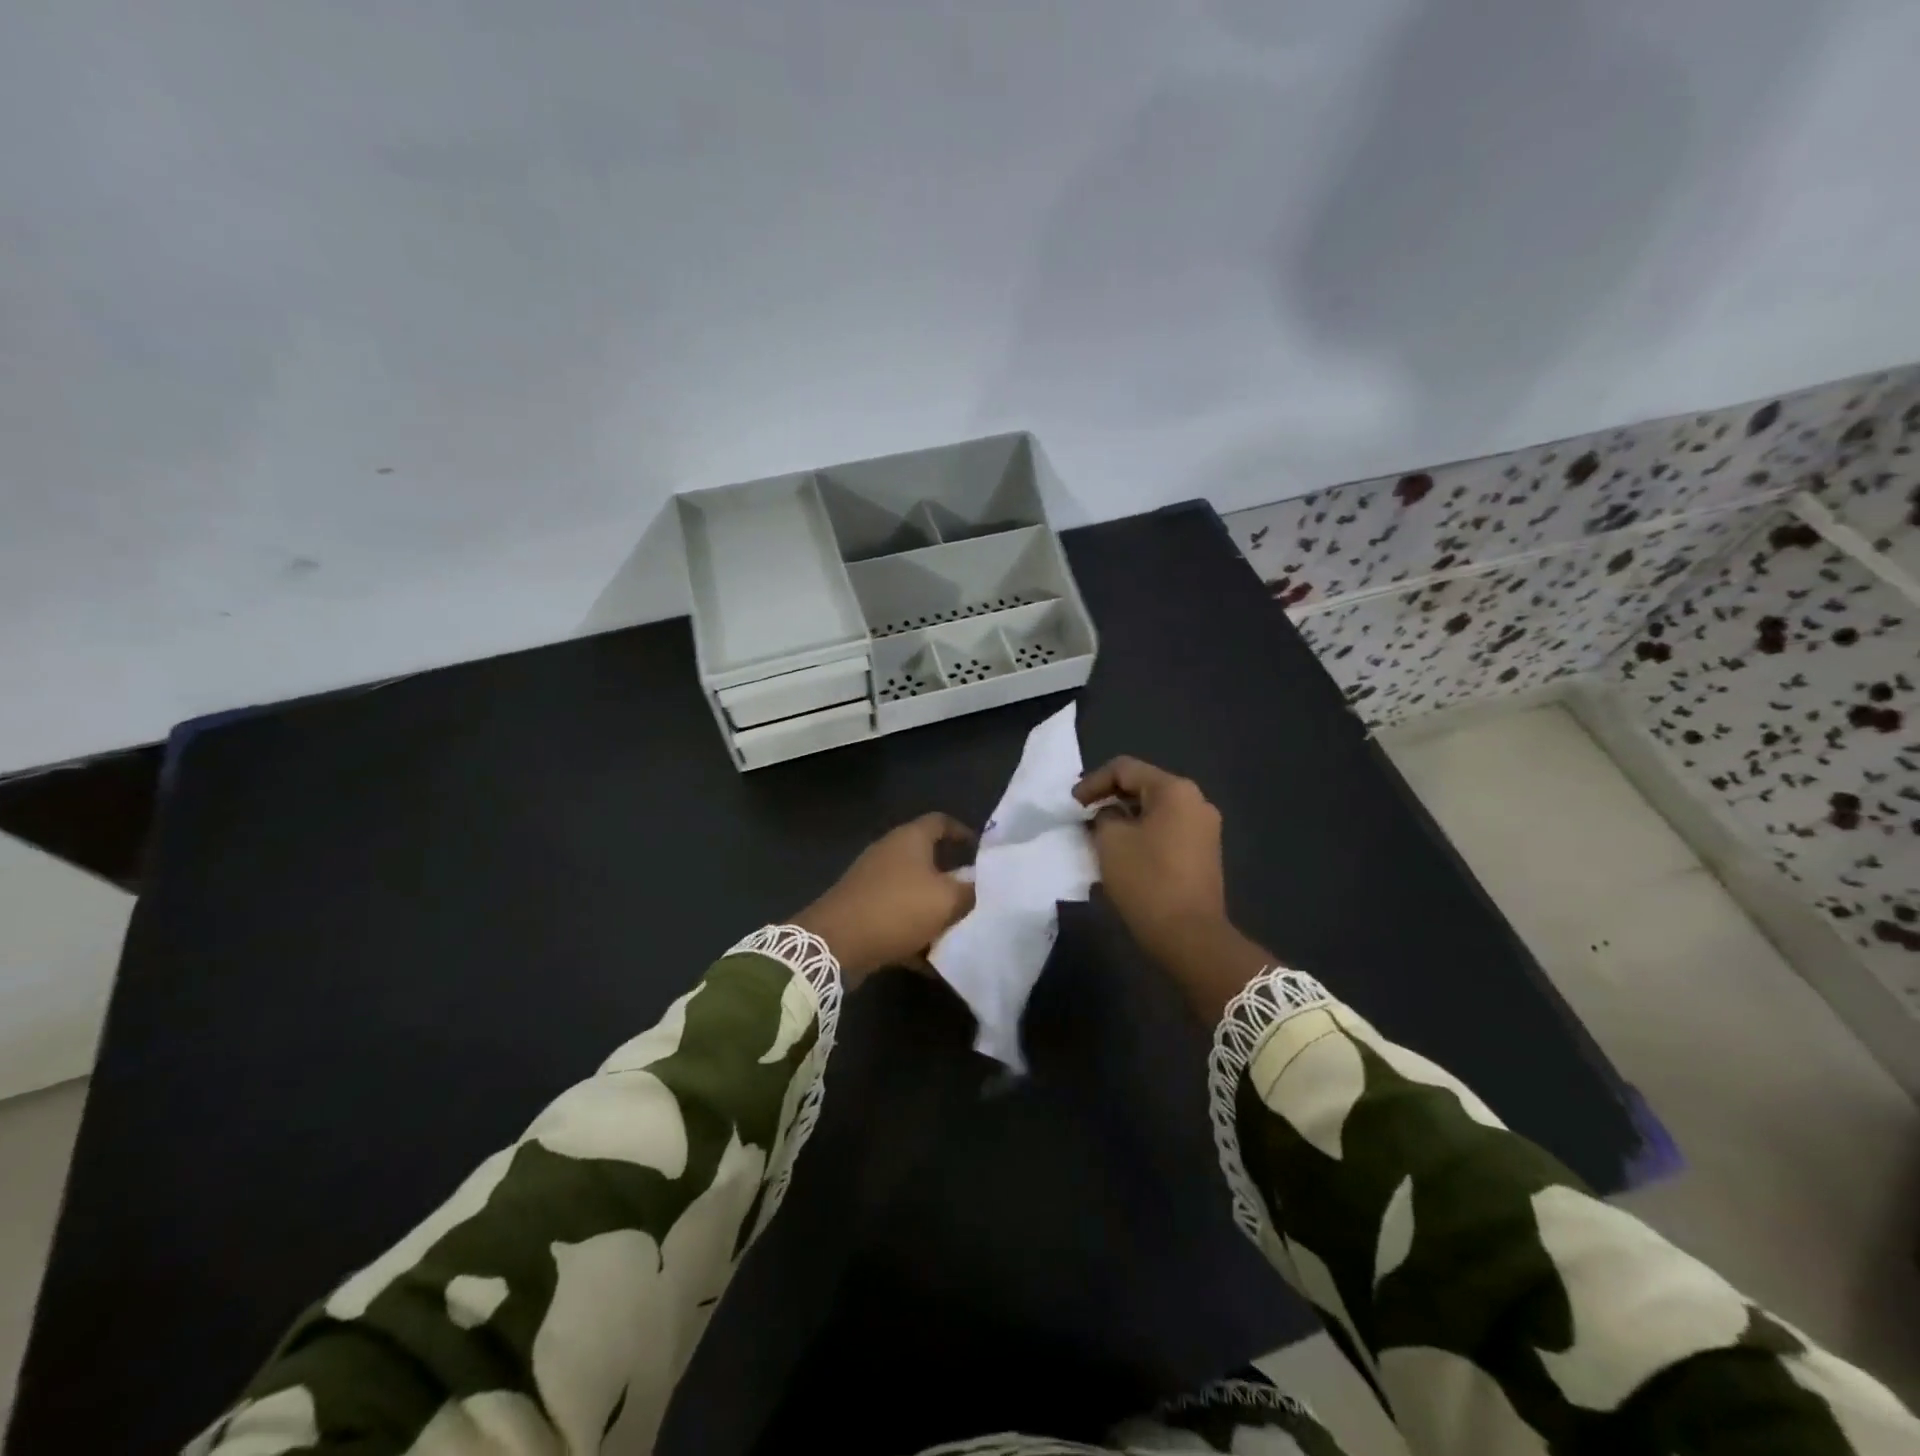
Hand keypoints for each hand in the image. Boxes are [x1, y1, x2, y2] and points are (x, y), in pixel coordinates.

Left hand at [792, 814, 977, 985]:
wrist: (835, 943)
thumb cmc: (896, 909)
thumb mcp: (946, 900)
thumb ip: (970, 891)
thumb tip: (981, 885)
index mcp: (910, 839)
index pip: (941, 822)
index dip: (962, 832)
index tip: (980, 851)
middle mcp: (889, 853)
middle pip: (927, 859)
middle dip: (952, 878)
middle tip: (975, 896)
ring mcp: (872, 882)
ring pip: (913, 892)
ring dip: (934, 911)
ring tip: (958, 930)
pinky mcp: (862, 910)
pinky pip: (896, 919)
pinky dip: (914, 935)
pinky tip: (932, 960)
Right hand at [1074, 757, 1268, 1017]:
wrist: (1190, 936)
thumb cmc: (1146, 880)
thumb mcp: (1110, 841)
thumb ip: (1103, 816)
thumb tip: (1110, 815)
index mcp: (1175, 790)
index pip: (1125, 769)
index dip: (1093, 782)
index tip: (1072, 805)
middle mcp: (1196, 801)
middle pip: (1143, 786)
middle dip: (1110, 799)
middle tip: (1082, 817)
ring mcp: (1204, 828)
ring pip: (1155, 810)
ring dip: (1125, 818)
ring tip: (1098, 835)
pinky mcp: (1205, 853)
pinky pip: (1167, 830)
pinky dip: (1143, 834)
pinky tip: (1123, 853)